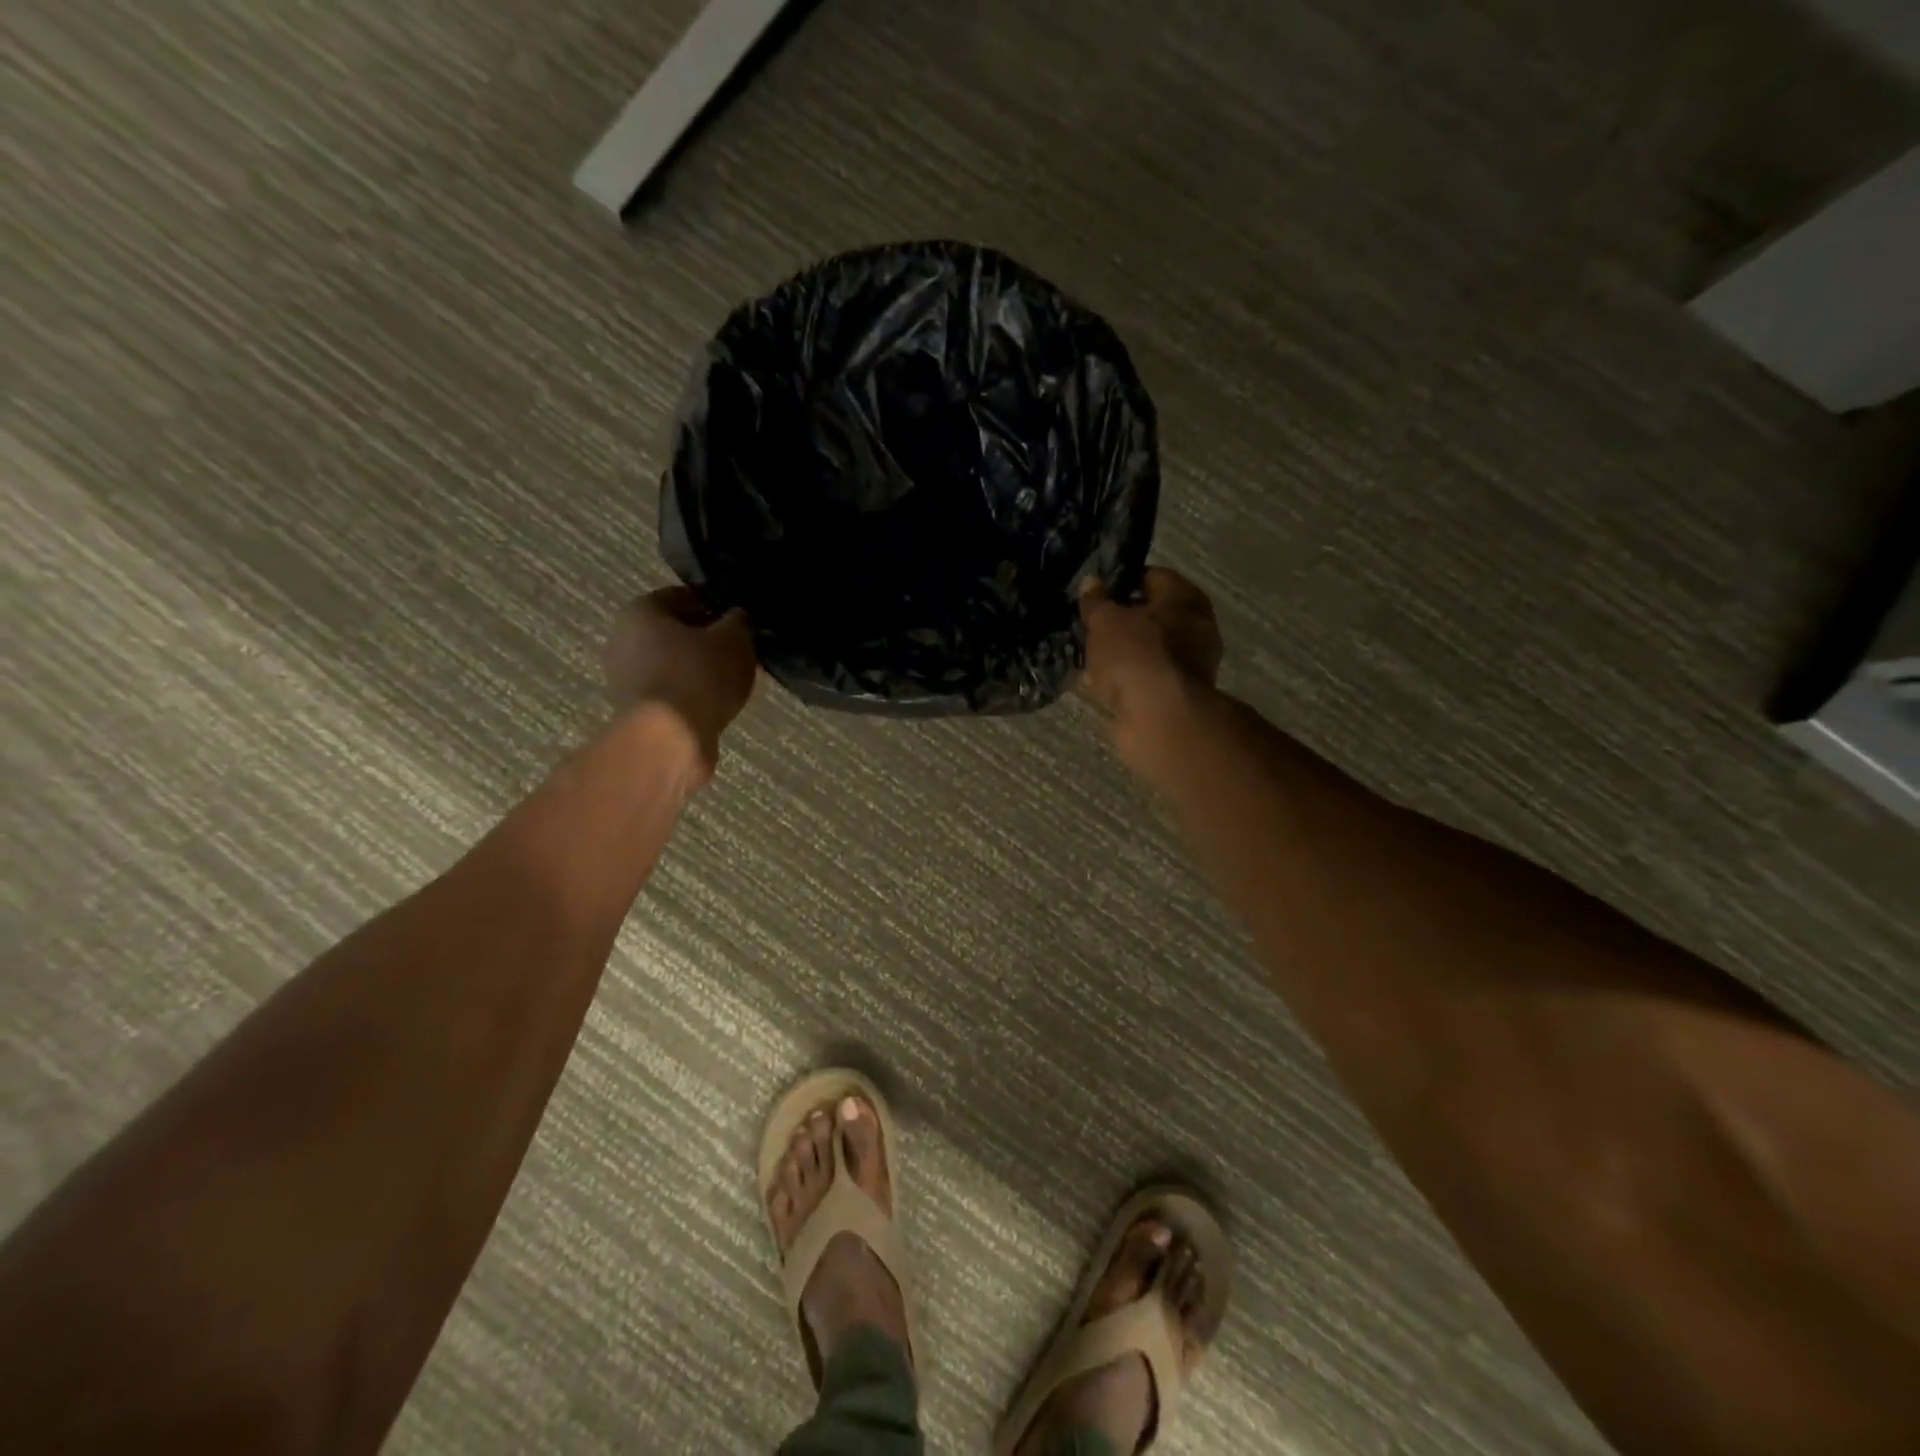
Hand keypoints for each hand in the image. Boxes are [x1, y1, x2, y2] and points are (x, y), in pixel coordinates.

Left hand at [603, 588, 757, 776]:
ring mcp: (629, 680)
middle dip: (711, 641)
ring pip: (678, 665)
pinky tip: (723, 703)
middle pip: (678, 633)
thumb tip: (739, 617)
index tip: (742, 620)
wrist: (669, 740)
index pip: (684, 596)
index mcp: (641, 612)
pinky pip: (676, 692)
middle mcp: (625, 641)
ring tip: (739, 680)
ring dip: (706, 670)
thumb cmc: (698, 676)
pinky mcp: (640, 712)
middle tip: (743, 651)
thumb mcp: (734, 639)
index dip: (716, 605)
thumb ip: (740, 621)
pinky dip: (697, 695)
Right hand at [1079, 568, 1222, 745]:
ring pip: (1151, 647)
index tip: (1095, 595)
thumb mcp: (1104, 621)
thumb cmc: (1136, 655)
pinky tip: (1105, 683)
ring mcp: (1194, 662)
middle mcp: (1197, 624)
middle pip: (1153, 614)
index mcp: (1185, 596)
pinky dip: (1131, 677)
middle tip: (1092, 627)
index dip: (1121, 582)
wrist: (1161, 716)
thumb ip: (1096, 601)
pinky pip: (1150, 675)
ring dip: (1125, 652)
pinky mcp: (1182, 692)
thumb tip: (1092, 581)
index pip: (1151, 576)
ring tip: (1093, 656)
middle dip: (1123, 620)